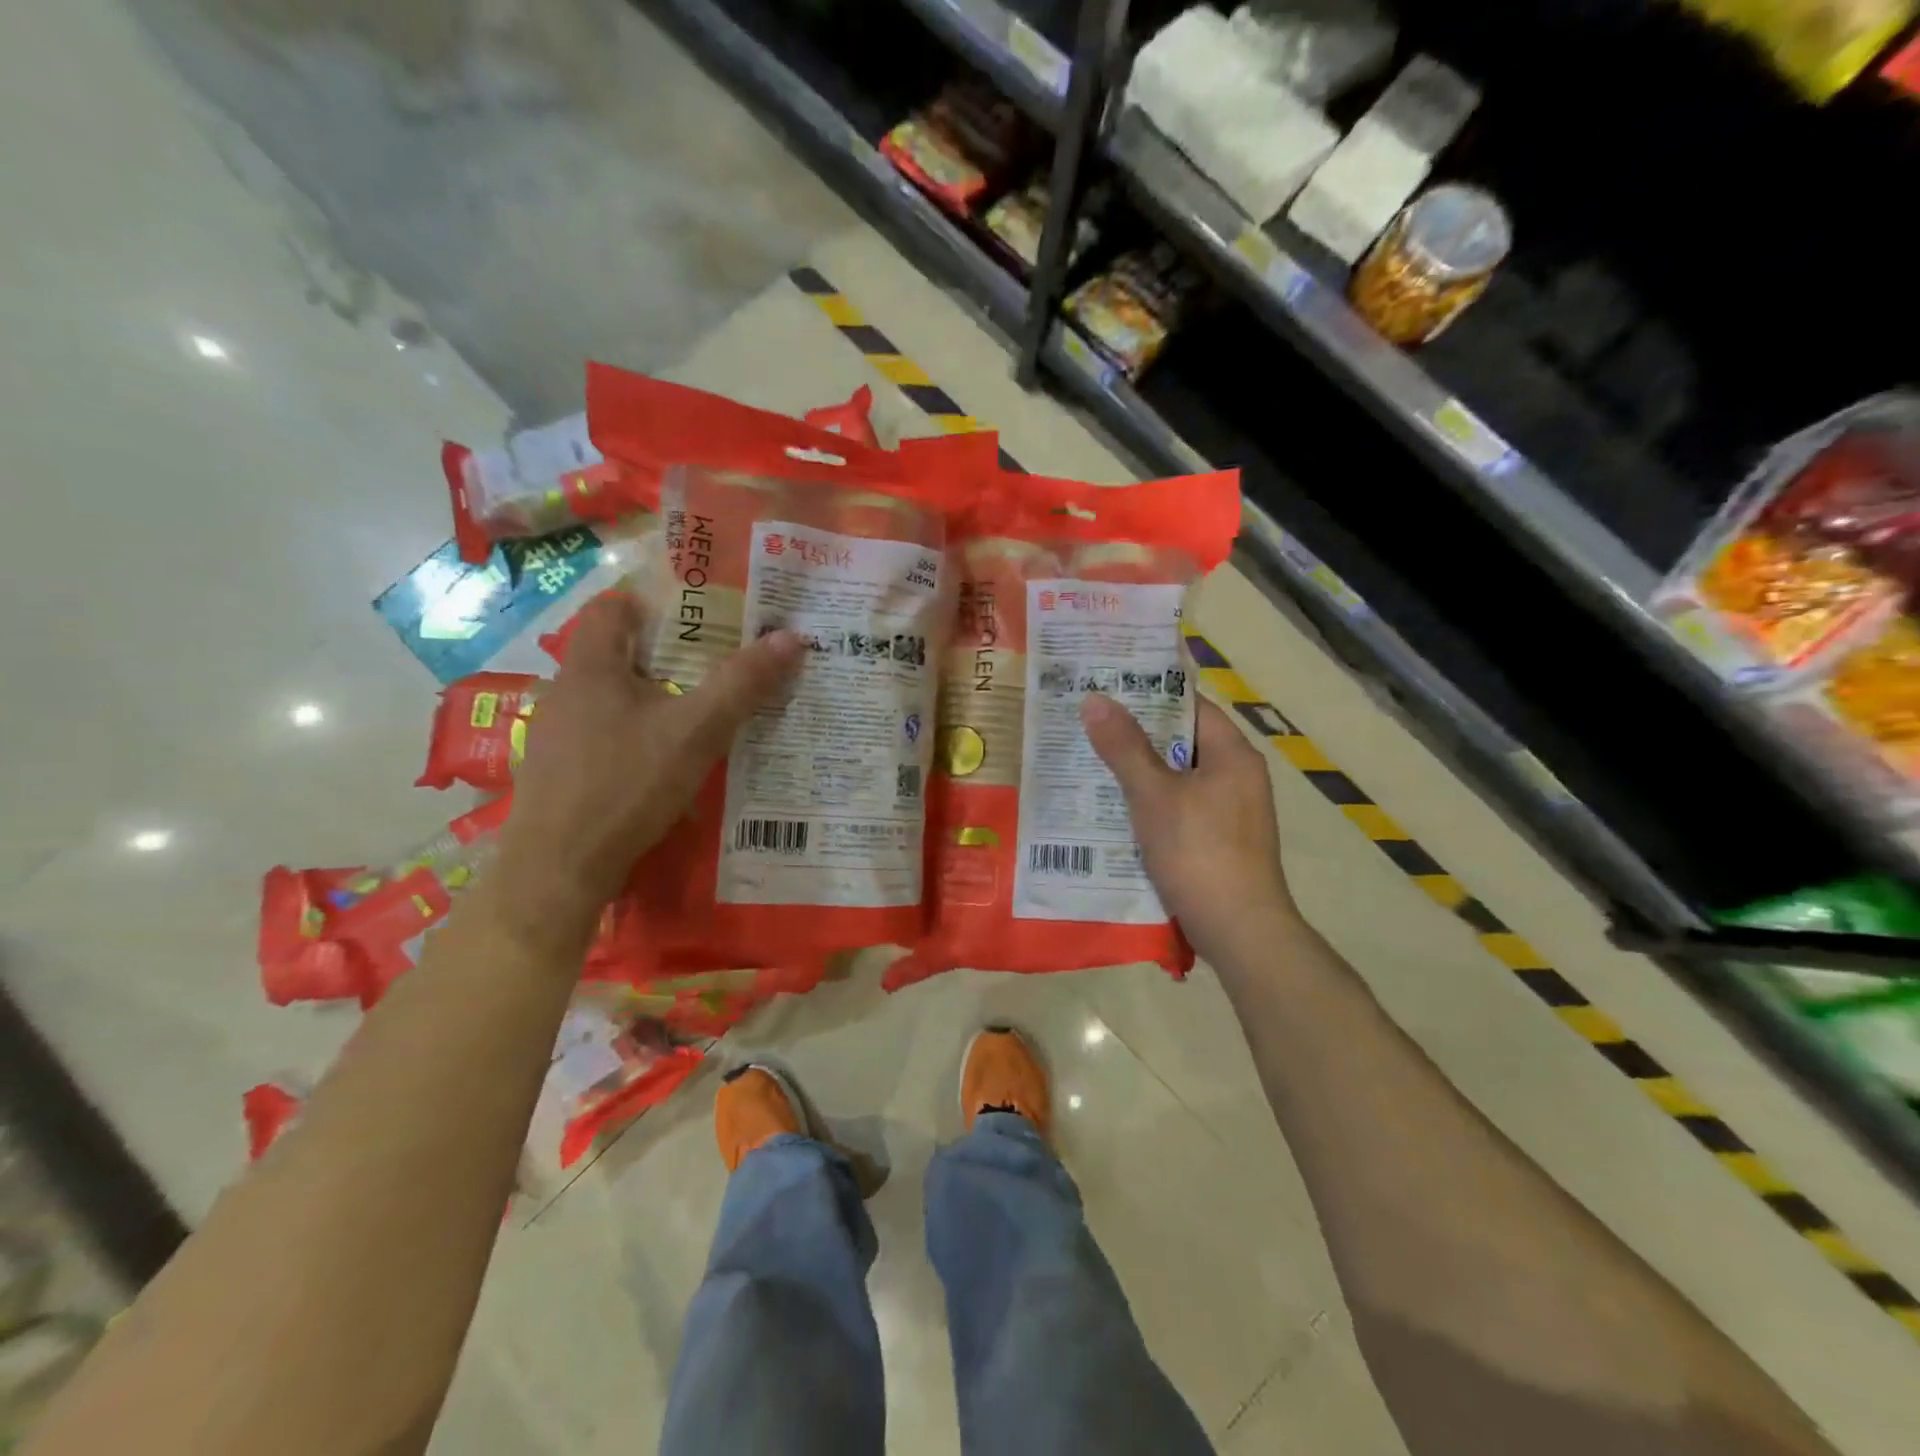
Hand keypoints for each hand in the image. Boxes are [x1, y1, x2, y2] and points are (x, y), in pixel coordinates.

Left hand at [493, 595, 803, 946]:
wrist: (558, 869)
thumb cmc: (625, 784)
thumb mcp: (697, 731)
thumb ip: (743, 684)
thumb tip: (792, 637)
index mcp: (591, 666)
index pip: (614, 606)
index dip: (656, 602)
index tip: (702, 616)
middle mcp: (566, 691)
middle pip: (618, 653)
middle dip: (667, 654)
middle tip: (717, 665)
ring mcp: (556, 734)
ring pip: (612, 697)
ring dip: (653, 698)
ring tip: (699, 713)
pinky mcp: (559, 771)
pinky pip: (604, 735)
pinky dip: (637, 735)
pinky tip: (664, 763)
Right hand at [1081, 693, 1296, 964]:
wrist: (1240, 931)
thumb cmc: (1198, 852)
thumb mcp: (1153, 794)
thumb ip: (1125, 747)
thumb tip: (1095, 699)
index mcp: (1233, 755)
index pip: (1191, 706)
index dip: (1150, 695)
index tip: (1108, 689)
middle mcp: (1239, 777)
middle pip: (1183, 742)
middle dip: (1137, 736)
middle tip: (1089, 725)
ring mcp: (1232, 812)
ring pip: (1180, 779)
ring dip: (1142, 773)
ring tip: (1092, 764)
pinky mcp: (1221, 843)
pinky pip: (1182, 809)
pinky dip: (1153, 805)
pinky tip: (1118, 812)